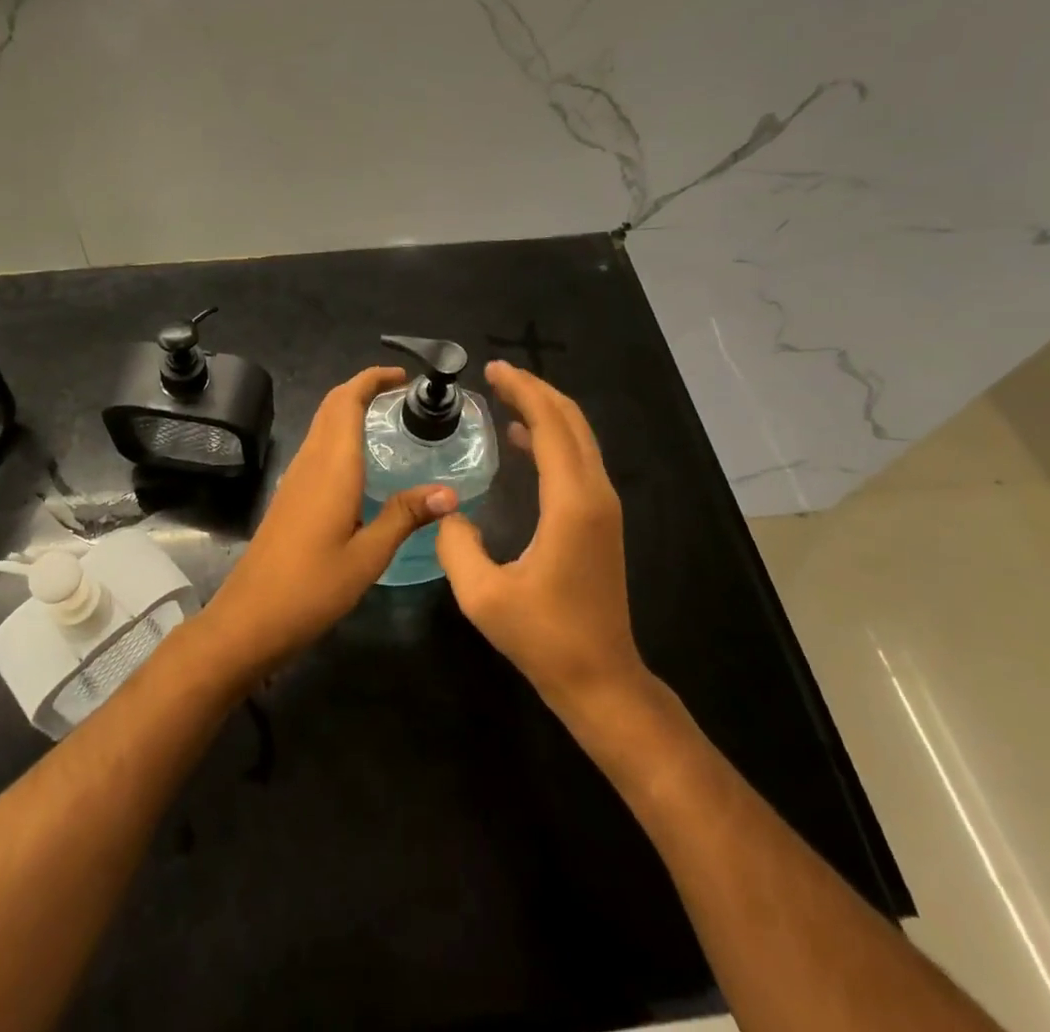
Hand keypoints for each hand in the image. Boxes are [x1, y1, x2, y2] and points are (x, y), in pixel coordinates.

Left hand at [200, 366, 457, 681]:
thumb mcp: (369, 555)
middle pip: (332, 406)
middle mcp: (310, 462)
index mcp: (332, 466)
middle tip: (402, 395)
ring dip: (350, 410)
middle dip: (363, 388)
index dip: (372, 379)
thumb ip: (405, 516)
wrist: (251, 618)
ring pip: (322, 425)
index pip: (347, 401)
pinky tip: (362, 464)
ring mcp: (295, 477)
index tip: (403, 376)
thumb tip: (450, 492)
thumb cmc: (312, 587)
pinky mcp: (290, 495)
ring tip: (389, 421)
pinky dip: (341, 436)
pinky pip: (317, 448)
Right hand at [435, 361, 645, 714]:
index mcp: (571, 503)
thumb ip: (455, 544)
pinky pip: (578, 459)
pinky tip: (521, 440)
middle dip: (535, 390)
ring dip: (544, 410)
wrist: (601, 679)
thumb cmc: (544, 638)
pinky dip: (551, 437)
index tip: (492, 369)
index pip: (550, 425)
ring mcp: (603, 507)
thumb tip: (446, 509)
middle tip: (496, 374)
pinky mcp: (600, 520)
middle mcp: (595, 494)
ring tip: (504, 396)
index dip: (522, 391)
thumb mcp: (483, 596)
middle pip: (571, 421)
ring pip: (578, 438)